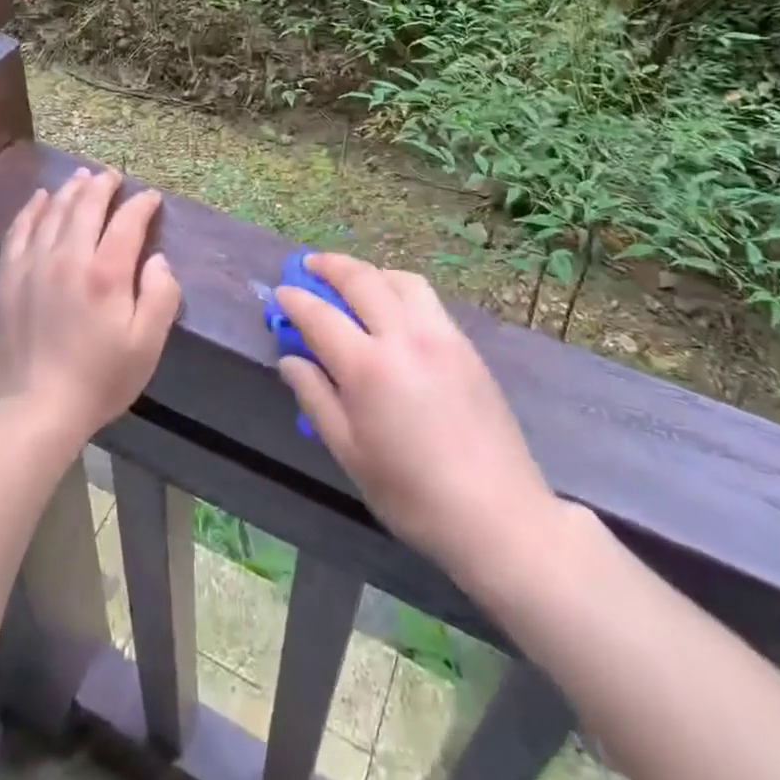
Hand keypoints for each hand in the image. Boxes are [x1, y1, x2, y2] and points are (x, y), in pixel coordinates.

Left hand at [0, 168, 180, 442]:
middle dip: (103, 185)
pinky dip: (31, 209)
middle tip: (113, 176)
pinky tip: (39, 198)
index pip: (127, 222)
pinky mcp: (7, 278)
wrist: (35, 411)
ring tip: (82, 177)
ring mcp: (33, 265)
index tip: (151, 198)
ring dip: (70, 190)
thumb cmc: (99, 379)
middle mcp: (68, 258)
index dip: (142, 205)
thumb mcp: (147, 345)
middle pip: (86, 206)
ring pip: (53, 212)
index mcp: (106, 273)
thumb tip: (158, 259)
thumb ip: (161, 295)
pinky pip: (19, 230)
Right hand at [275, 253, 551, 581]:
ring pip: (399, 280)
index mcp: (369, 368)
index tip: (281, 292)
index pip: (321, 316)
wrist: (497, 515)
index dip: (296, 300)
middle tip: (309, 265)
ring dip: (369, 272)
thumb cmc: (412, 495)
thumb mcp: (350, 454)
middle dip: (329, 266)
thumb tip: (291, 359)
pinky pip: (426, 298)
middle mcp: (404, 336)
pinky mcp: (465, 344)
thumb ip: (316, 398)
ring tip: (353, 282)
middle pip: (361, 280)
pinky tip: (393, 309)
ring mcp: (440, 335)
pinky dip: (399, 288)